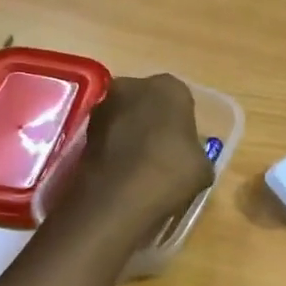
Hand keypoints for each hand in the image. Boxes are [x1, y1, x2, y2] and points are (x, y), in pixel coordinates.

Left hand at [58, 74, 212, 232]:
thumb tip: (188, 156)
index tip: (184, 145)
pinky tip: (124, 173)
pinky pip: (108, 136)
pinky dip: (114, 149)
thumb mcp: (203, 166)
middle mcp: (133, 86)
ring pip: (125, 117)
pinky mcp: (82, 131)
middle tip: (162, 151)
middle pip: (148, 101)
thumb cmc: (172, 173)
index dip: (183, 123)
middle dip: (153, 121)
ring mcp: (103, 107)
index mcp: (169, 87)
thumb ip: (195, 151)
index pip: (181, 99)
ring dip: (131, 133)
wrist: (119, 199)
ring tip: (141, 166)